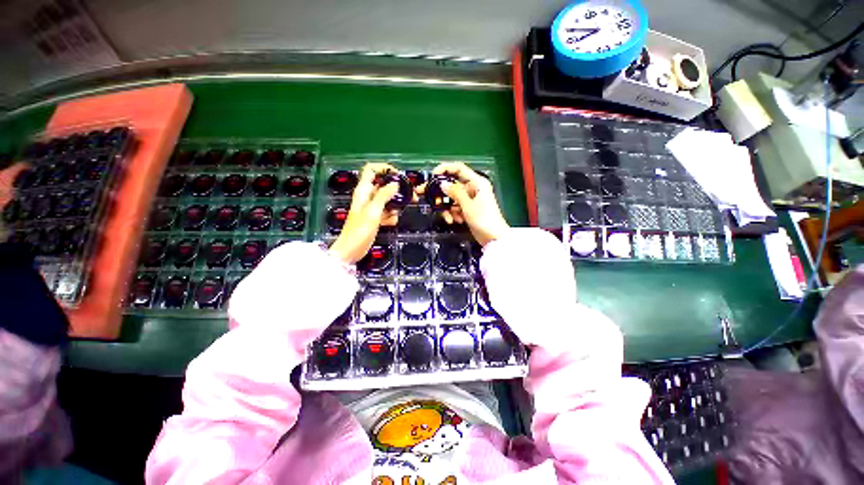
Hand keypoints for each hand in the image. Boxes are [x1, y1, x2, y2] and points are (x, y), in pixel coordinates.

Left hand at [329, 163, 400, 263]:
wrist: (351, 251)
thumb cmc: (359, 231)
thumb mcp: (373, 211)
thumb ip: (384, 196)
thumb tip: (395, 184)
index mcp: (363, 191)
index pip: (371, 170)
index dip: (385, 168)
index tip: (399, 176)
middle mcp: (367, 197)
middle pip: (383, 185)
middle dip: (397, 190)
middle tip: (411, 196)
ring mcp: (372, 208)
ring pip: (387, 200)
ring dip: (395, 206)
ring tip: (398, 213)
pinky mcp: (375, 218)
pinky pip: (387, 212)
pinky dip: (390, 216)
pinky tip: (390, 222)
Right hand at [424, 162, 509, 245]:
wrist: (493, 238)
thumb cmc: (484, 219)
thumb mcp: (467, 205)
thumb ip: (455, 193)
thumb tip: (443, 184)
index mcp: (477, 182)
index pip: (458, 168)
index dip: (444, 169)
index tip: (433, 176)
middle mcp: (473, 188)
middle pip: (452, 185)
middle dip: (441, 193)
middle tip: (427, 196)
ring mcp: (470, 199)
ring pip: (452, 198)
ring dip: (448, 208)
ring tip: (449, 217)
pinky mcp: (468, 209)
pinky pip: (456, 207)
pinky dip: (453, 213)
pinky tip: (456, 220)